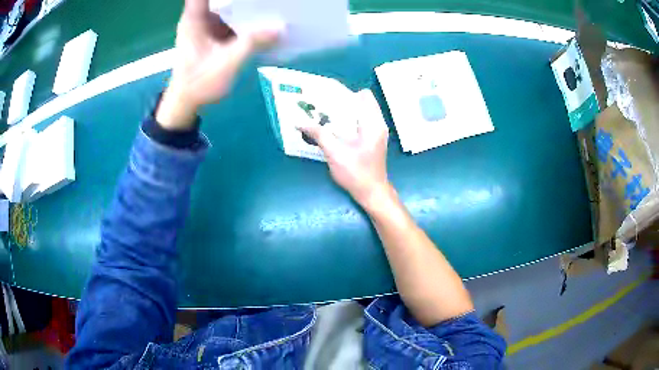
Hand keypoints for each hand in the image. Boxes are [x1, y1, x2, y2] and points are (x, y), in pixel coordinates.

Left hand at [156, 0, 281, 129]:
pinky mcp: (215, 33)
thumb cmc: (199, 83)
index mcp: (194, 19)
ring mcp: (207, 25)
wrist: (187, 102)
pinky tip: (261, 16)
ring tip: (266, 3)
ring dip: (245, 4)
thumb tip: (280, 28)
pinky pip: (231, 17)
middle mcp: (200, 17)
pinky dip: (245, 16)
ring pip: (227, 4)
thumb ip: (251, 44)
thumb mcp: (226, 63)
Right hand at [298, 90, 391, 208]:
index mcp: (373, 123)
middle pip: (363, 102)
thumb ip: (319, 135)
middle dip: (344, 101)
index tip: (328, 96)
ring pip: (363, 112)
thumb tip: (300, 122)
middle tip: (324, 105)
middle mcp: (378, 124)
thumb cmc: (356, 173)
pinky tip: (336, 128)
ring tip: (327, 115)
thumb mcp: (335, 154)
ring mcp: (378, 132)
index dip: (346, 93)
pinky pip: (363, 122)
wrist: (372, 193)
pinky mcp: (374, 139)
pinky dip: (350, 121)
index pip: (363, 96)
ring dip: (346, 111)